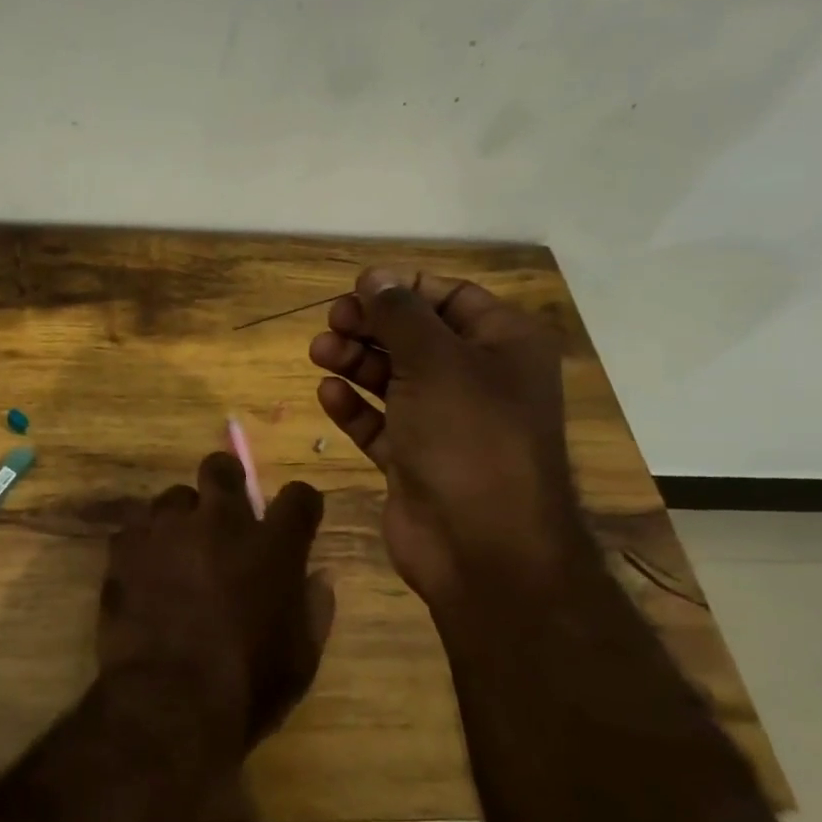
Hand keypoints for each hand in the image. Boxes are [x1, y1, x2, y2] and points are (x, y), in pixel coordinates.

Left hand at [99, 453, 333, 747]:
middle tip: (223, 510)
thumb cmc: (247, 685)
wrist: (169, 700)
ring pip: (173, 497)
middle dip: (226, 481)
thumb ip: (313, 608)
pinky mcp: (125, 546)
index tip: (294, 518)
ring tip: (177, 551)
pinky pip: (136, 527)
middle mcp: (219, 523)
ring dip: (180, 518)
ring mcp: (167, 529)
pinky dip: (144, 543)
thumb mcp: (300, 657)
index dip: (299, 504)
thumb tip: (318, 576)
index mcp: (273, 546)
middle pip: (221, 469)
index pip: (298, 497)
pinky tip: (145, 571)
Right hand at [309, 268, 580, 606]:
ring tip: (319, 353)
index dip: (402, 289)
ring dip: (355, 363)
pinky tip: (328, 395)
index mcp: (503, 346)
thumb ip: (400, 314)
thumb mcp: (435, 361)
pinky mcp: (415, 459)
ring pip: (393, 379)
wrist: (481, 545)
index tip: (356, 289)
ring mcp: (445, 423)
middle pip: (416, 337)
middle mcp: (477, 380)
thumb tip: (375, 277)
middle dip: (371, 326)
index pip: (451, 297)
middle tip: (331, 323)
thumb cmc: (469, 437)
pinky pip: (380, 423)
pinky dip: (355, 407)